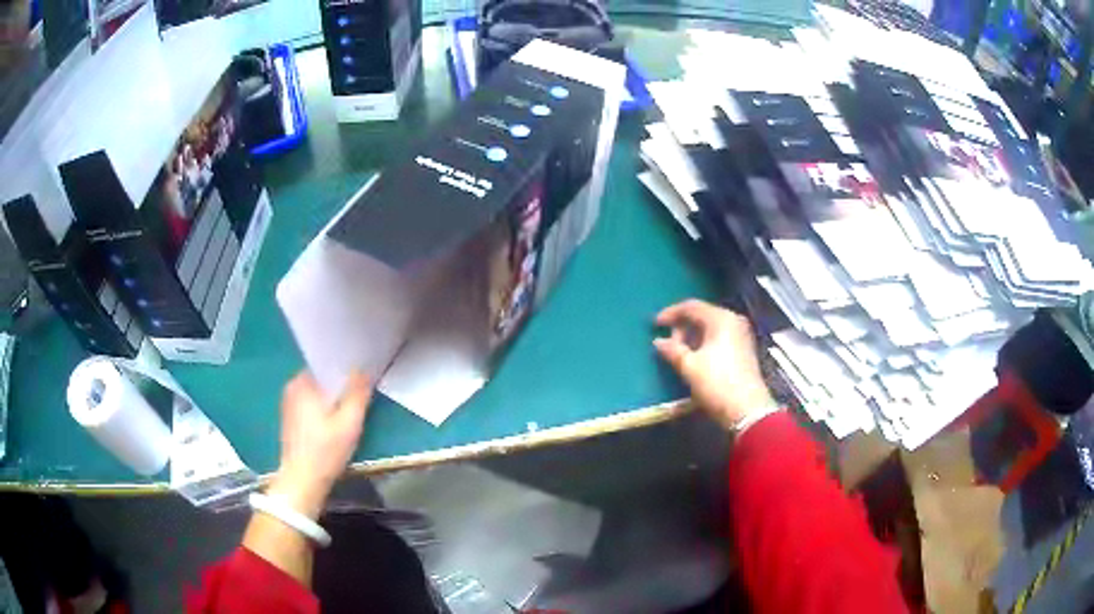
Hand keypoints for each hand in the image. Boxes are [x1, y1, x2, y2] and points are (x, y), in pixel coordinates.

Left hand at [268, 371, 372, 519]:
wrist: (302, 482)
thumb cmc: (325, 451)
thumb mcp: (349, 423)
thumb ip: (357, 394)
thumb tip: (363, 370)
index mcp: (303, 382)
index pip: (327, 363)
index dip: (347, 368)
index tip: (363, 374)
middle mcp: (292, 387)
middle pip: (322, 378)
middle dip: (340, 384)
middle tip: (361, 393)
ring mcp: (288, 403)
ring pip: (317, 392)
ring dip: (332, 397)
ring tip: (351, 407)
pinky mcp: (290, 419)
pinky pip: (311, 404)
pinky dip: (323, 408)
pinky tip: (335, 422)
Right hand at [654, 299, 776, 429]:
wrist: (747, 410)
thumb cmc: (716, 383)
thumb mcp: (689, 367)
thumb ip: (672, 350)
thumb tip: (659, 341)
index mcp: (721, 319)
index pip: (691, 306)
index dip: (671, 313)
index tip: (655, 324)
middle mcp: (734, 321)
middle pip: (703, 315)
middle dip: (683, 327)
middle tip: (668, 342)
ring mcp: (742, 335)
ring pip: (711, 328)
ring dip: (693, 337)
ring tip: (679, 352)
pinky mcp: (744, 350)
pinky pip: (720, 338)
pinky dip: (705, 343)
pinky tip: (695, 358)